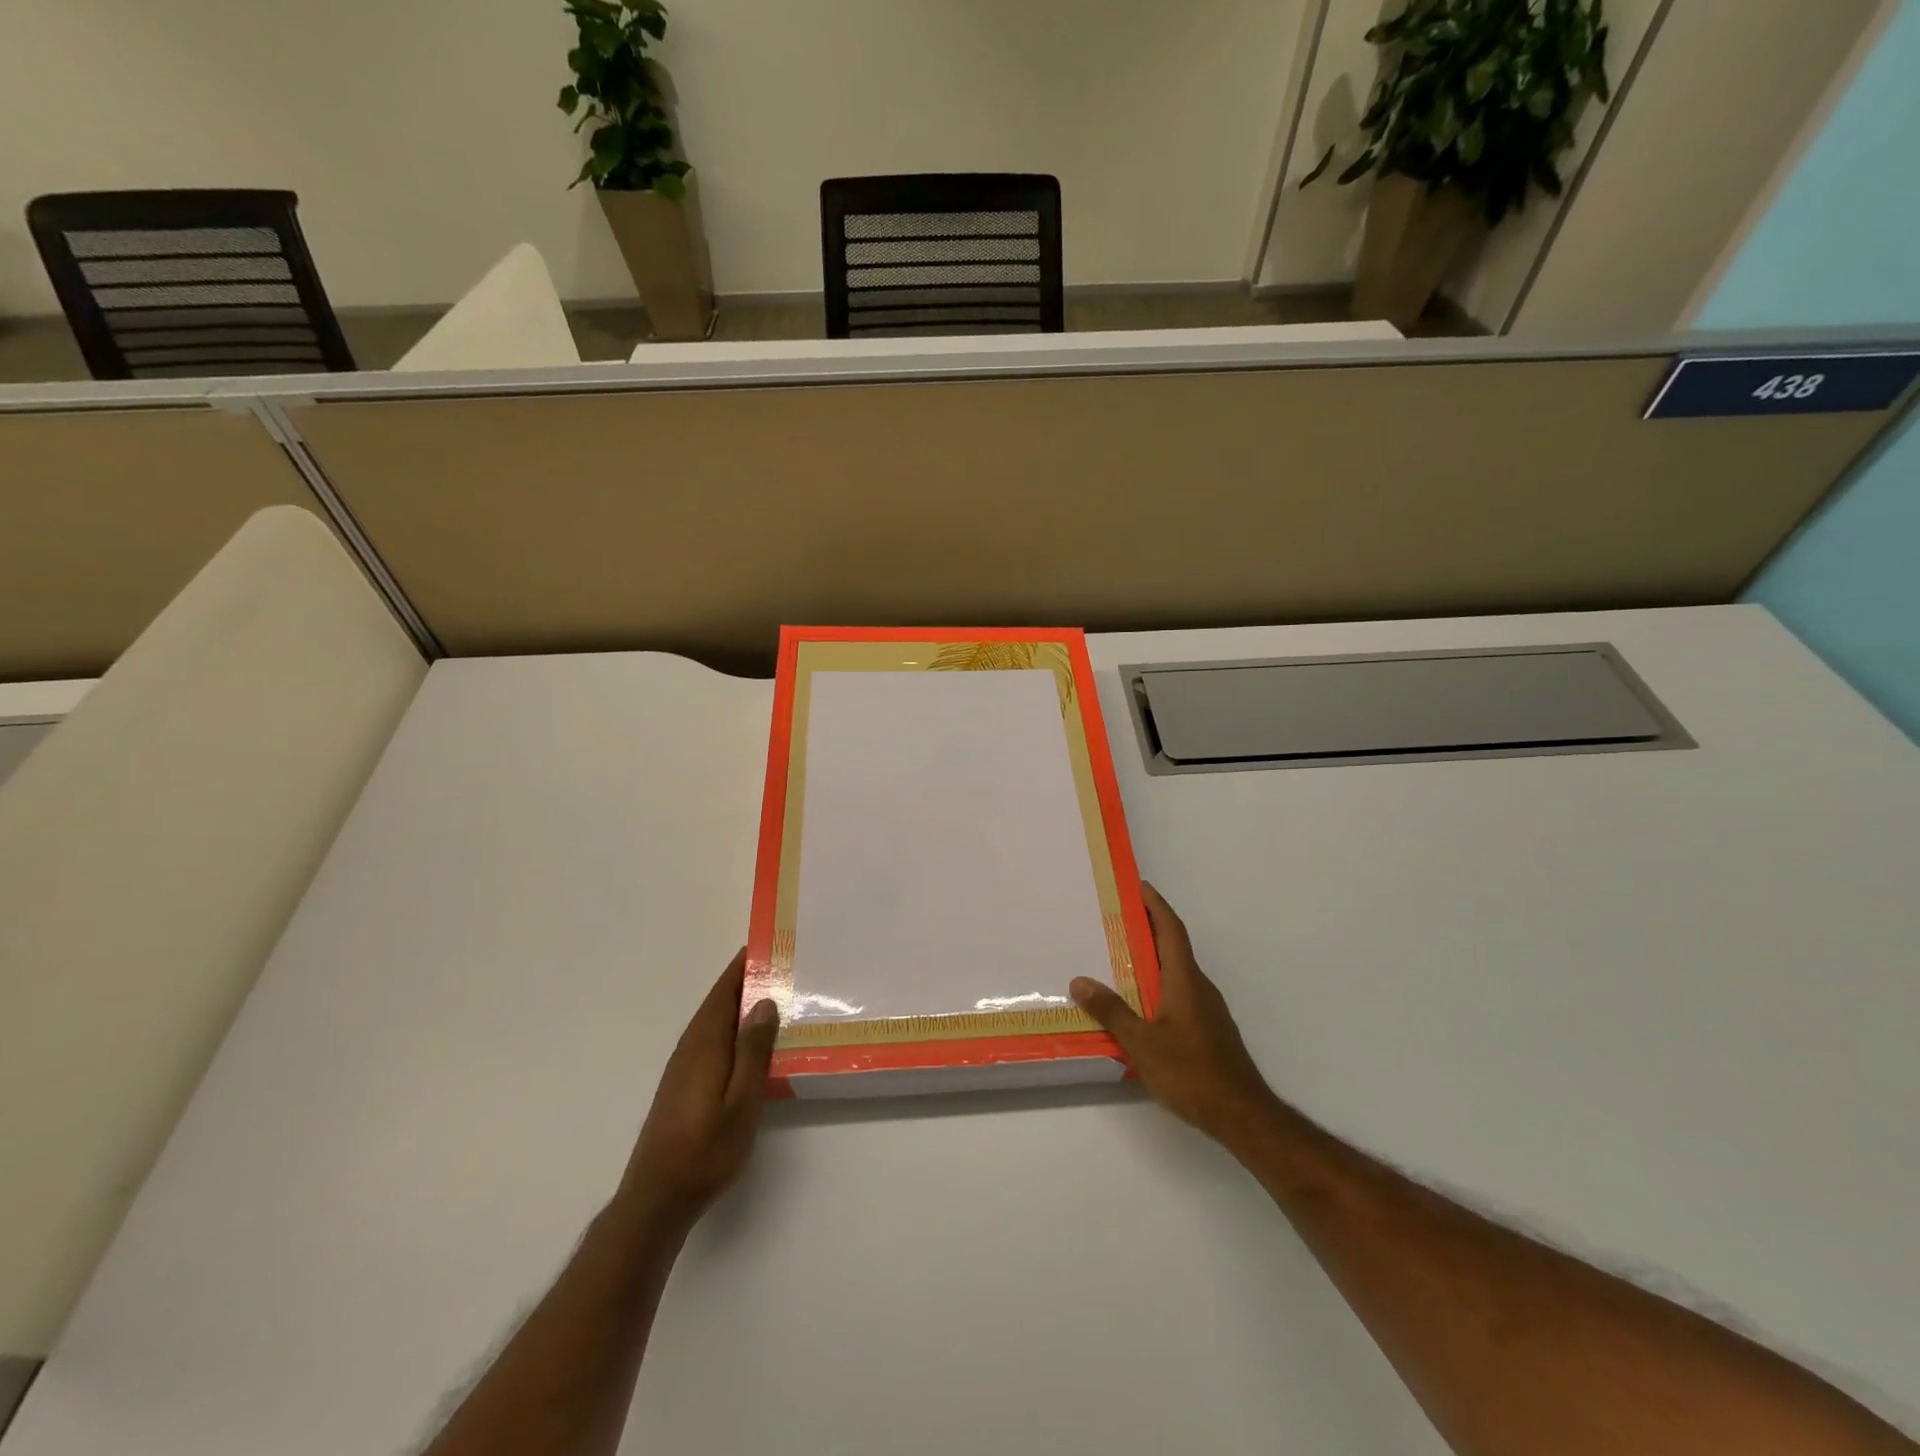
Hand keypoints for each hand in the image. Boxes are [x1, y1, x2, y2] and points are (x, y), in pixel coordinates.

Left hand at [618, 950, 780, 1229]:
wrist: (657, 1198)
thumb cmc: (706, 1148)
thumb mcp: (742, 1099)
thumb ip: (753, 1049)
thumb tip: (764, 1002)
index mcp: (704, 1043)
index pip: (724, 991)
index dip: (743, 966)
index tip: (768, 944)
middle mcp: (690, 1047)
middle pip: (719, 1002)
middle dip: (746, 981)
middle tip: (783, 968)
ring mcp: (683, 1067)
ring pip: (714, 1022)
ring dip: (740, 1005)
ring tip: (775, 998)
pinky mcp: (682, 1085)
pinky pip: (711, 1040)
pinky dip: (731, 1028)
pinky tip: (750, 1043)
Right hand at [1070, 884, 1279, 1150]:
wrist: (1242, 1115)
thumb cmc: (1192, 1072)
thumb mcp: (1142, 1042)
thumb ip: (1112, 1011)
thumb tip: (1080, 981)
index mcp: (1185, 980)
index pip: (1171, 930)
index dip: (1156, 905)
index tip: (1139, 885)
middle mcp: (1199, 986)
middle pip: (1173, 946)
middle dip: (1148, 927)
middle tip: (1116, 917)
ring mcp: (1207, 1009)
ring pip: (1176, 971)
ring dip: (1152, 958)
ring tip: (1118, 957)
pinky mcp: (1208, 1029)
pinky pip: (1179, 993)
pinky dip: (1158, 984)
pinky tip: (1139, 1002)